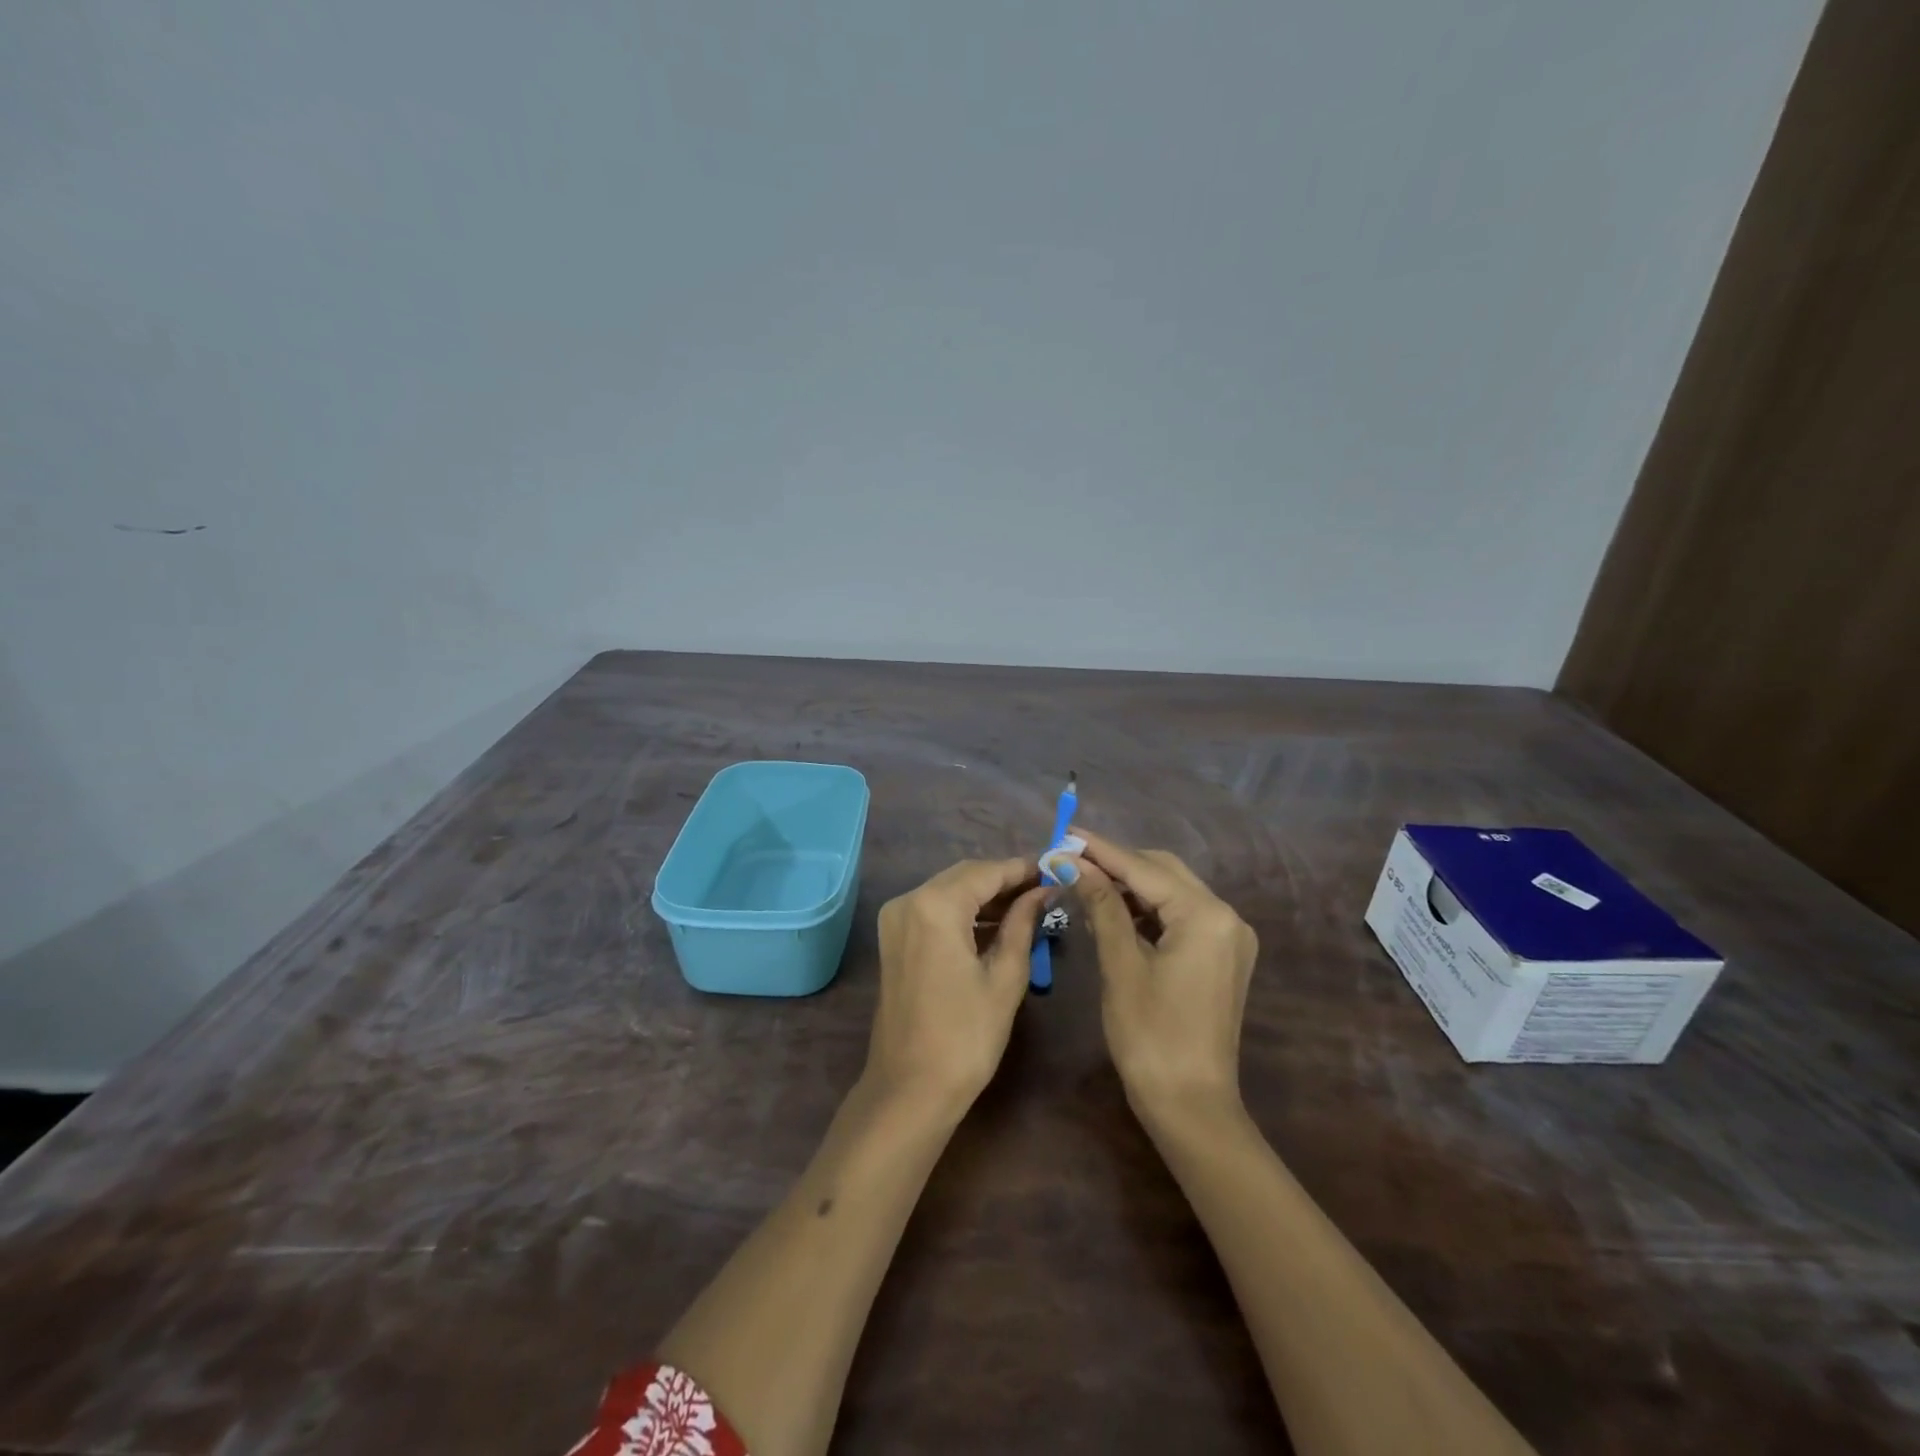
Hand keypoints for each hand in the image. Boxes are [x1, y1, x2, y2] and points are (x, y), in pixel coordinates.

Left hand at [868, 858, 1048, 1116]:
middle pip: (965, 876)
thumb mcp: (1005, 976)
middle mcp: (908, 900)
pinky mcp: (894, 938)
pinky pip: (935, 910)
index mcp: (935, 905)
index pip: (987, 872)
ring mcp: (896, 919)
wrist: (910, 1089)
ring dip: (986, 897)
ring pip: (949, 891)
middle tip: (1046, 890)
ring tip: (1029, 907)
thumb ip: (1023, 923)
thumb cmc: (965, 1036)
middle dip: (1005, 880)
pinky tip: (996, 925)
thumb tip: (1044, 891)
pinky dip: (964, 913)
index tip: (1056, 869)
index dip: (1023, 869)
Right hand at [1068, 828, 1258, 1123]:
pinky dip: (1147, 909)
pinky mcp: (1222, 955)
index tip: (1066, 832)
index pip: (1145, 869)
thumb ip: (1102, 906)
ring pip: (1172, 892)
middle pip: (1164, 872)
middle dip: (1117, 863)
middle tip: (1071, 859)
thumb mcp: (1121, 965)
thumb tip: (1074, 863)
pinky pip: (1180, 916)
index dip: (1102, 850)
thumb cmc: (1150, 1036)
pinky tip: (1114, 910)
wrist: (1191, 1106)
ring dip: (1131, 885)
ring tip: (1085, 881)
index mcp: (1206, 916)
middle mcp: (1226, 917)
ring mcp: (1228, 937)